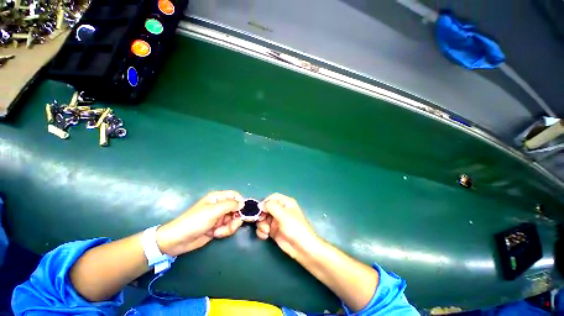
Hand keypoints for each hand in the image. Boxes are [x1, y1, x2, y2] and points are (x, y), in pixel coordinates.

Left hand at [156, 191, 244, 255]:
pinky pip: (228, 228)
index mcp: (218, 198)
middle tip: (229, 224)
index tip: (242, 211)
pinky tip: (215, 234)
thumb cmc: (196, 221)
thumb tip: (243, 204)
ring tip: (218, 232)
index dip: (240, 202)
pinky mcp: (218, 227)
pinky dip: (224, 232)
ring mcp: (220, 217)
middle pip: (237, 209)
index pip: (235, 195)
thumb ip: (231, 205)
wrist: (179, 240)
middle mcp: (220, 206)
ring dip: (229, 227)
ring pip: (234, 220)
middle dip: (235, 218)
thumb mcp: (214, 210)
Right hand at [256, 193, 318, 258]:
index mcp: (285, 203)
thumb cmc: (295, 228)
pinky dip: (262, 231)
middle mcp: (280, 210)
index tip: (260, 210)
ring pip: (263, 218)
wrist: (302, 248)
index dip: (265, 202)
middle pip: (266, 208)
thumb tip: (260, 205)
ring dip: (261, 224)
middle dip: (262, 215)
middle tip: (262, 221)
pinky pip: (263, 228)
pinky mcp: (273, 231)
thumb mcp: (283, 214)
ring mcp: (276, 221)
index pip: (272, 198)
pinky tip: (265, 236)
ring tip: (266, 231)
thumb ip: (271, 206)